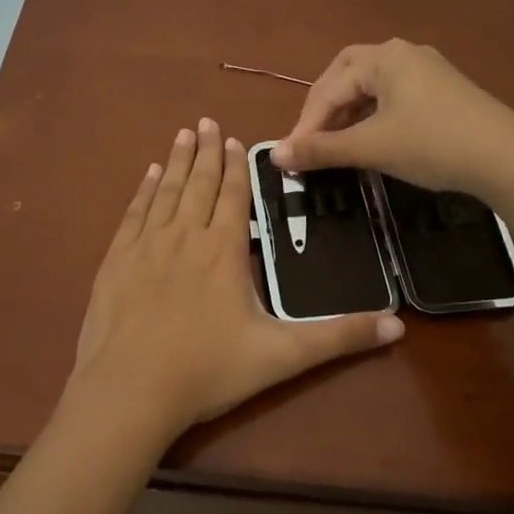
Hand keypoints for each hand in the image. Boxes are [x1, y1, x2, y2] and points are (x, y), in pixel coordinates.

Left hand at [68, 119, 403, 446]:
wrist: (130, 391)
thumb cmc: (208, 371)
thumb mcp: (282, 356)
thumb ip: (338, 338)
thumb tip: (398, 327)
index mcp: (224, 250)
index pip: (234, 195)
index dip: (236, 166)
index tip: (234, 139)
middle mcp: (185, 236)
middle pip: (199, 184)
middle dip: (207, 152)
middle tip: (206, 121)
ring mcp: (146, 246)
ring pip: (166, 191)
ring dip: (177, 162)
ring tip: (183, 135)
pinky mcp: (116, 261)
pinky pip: (133, 213)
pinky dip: (143, 191)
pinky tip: (148, 176)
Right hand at [272, 39, 513, 194]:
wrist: (509, 159)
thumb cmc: (433, 144)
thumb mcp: (371, 147)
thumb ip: (321, 149)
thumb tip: (275, 155)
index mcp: (384, 57)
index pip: (328, 88)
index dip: (306, 124)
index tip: (292, 158)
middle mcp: (403, 53)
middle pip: (347, 75)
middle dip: (325, 108)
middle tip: (313, 140)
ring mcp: (427, 70)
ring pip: (372, 87)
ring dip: (349, 114)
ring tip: (338, 146)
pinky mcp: (443, 91)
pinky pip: (394, 97)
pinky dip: (373, 116)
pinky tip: (373, 140)